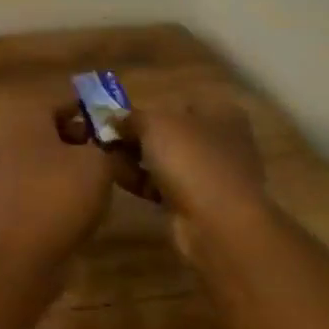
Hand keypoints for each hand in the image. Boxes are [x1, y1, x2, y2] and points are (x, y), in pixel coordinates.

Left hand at [0, 104, 118, 266]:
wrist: (17, 255)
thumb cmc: (58, 194)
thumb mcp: (99, 164)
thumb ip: (109, 148)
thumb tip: (113, 147)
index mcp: (27, 116)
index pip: (64, 100)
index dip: (94, 110)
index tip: (120, 124)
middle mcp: (11, 137)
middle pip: (54, 129)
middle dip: (85, 139)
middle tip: (115, 152)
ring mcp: (5, 171)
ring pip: (48, 159)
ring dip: (75, 167)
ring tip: (106, 180)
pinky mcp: (9, 202)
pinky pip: (41, 185)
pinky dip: (61, 191)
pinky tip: (84, 206)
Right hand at [112, 104, 269, 256]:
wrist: (217, 226)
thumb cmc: (191, 159)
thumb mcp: (154, 124)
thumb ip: (132, 117)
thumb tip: (114, 119)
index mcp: (221, 112)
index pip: (178, 102)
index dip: (148, 107)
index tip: (118, 116)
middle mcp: (222, 141)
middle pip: (171, 133)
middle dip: (138, 136)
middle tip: (108, 138)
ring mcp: (213, 175)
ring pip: (167, 161)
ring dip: (137, 159)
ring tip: (106, 158)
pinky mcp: (201, 205)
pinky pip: (165, 186)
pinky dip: (144, 182)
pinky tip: (118, 179)